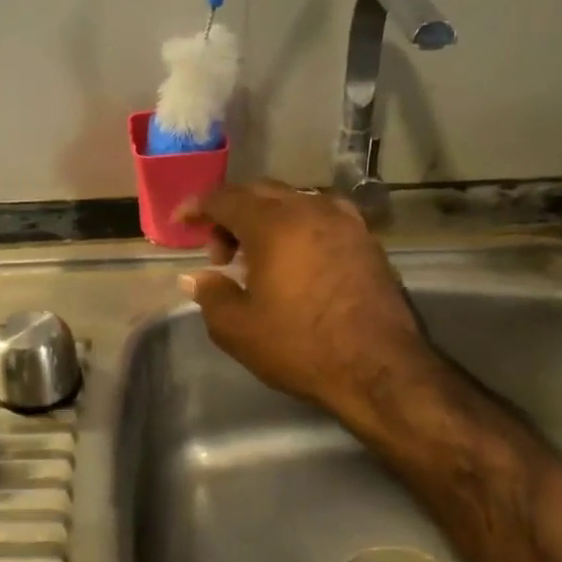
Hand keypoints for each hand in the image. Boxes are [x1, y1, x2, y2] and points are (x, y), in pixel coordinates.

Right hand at [177, 181, 436, 427]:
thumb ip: (210, 294)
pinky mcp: (367, 240)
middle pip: (260, 193)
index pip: (225, 198)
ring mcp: (345, 221)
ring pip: (294, 202)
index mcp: (273, 223)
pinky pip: (321, 217)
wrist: (381, 369)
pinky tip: (296, 261)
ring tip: (257, 259)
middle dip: (231, 214)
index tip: (181, 221)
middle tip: (219, 253)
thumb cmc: (301, 345)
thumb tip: (196, 277)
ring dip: (266, 220)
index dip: (198, 206)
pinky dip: (298, 228)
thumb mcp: (238, 328)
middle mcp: (310, 209)